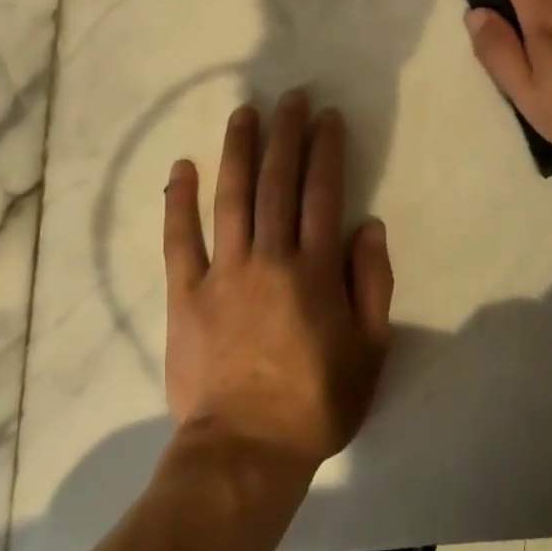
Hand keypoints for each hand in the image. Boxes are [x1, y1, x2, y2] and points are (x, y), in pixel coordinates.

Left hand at [163, 93, 394, 477]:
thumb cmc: (315, 403)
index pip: (323, 193)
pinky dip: (178, 201)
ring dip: (238, 150)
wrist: (244, 453)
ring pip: (231, 197)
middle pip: (278, 182)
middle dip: (285, 134)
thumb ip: (373, 284)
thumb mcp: (369, 351)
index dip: (326, 150)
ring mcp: (224, 273)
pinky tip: (181, 167)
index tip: (327, 117)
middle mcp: (270, 258)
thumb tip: (369, 226)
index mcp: (315, 270)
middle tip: (289, 97)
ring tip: (244, 113)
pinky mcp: (185, 294)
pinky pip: (179, 240)